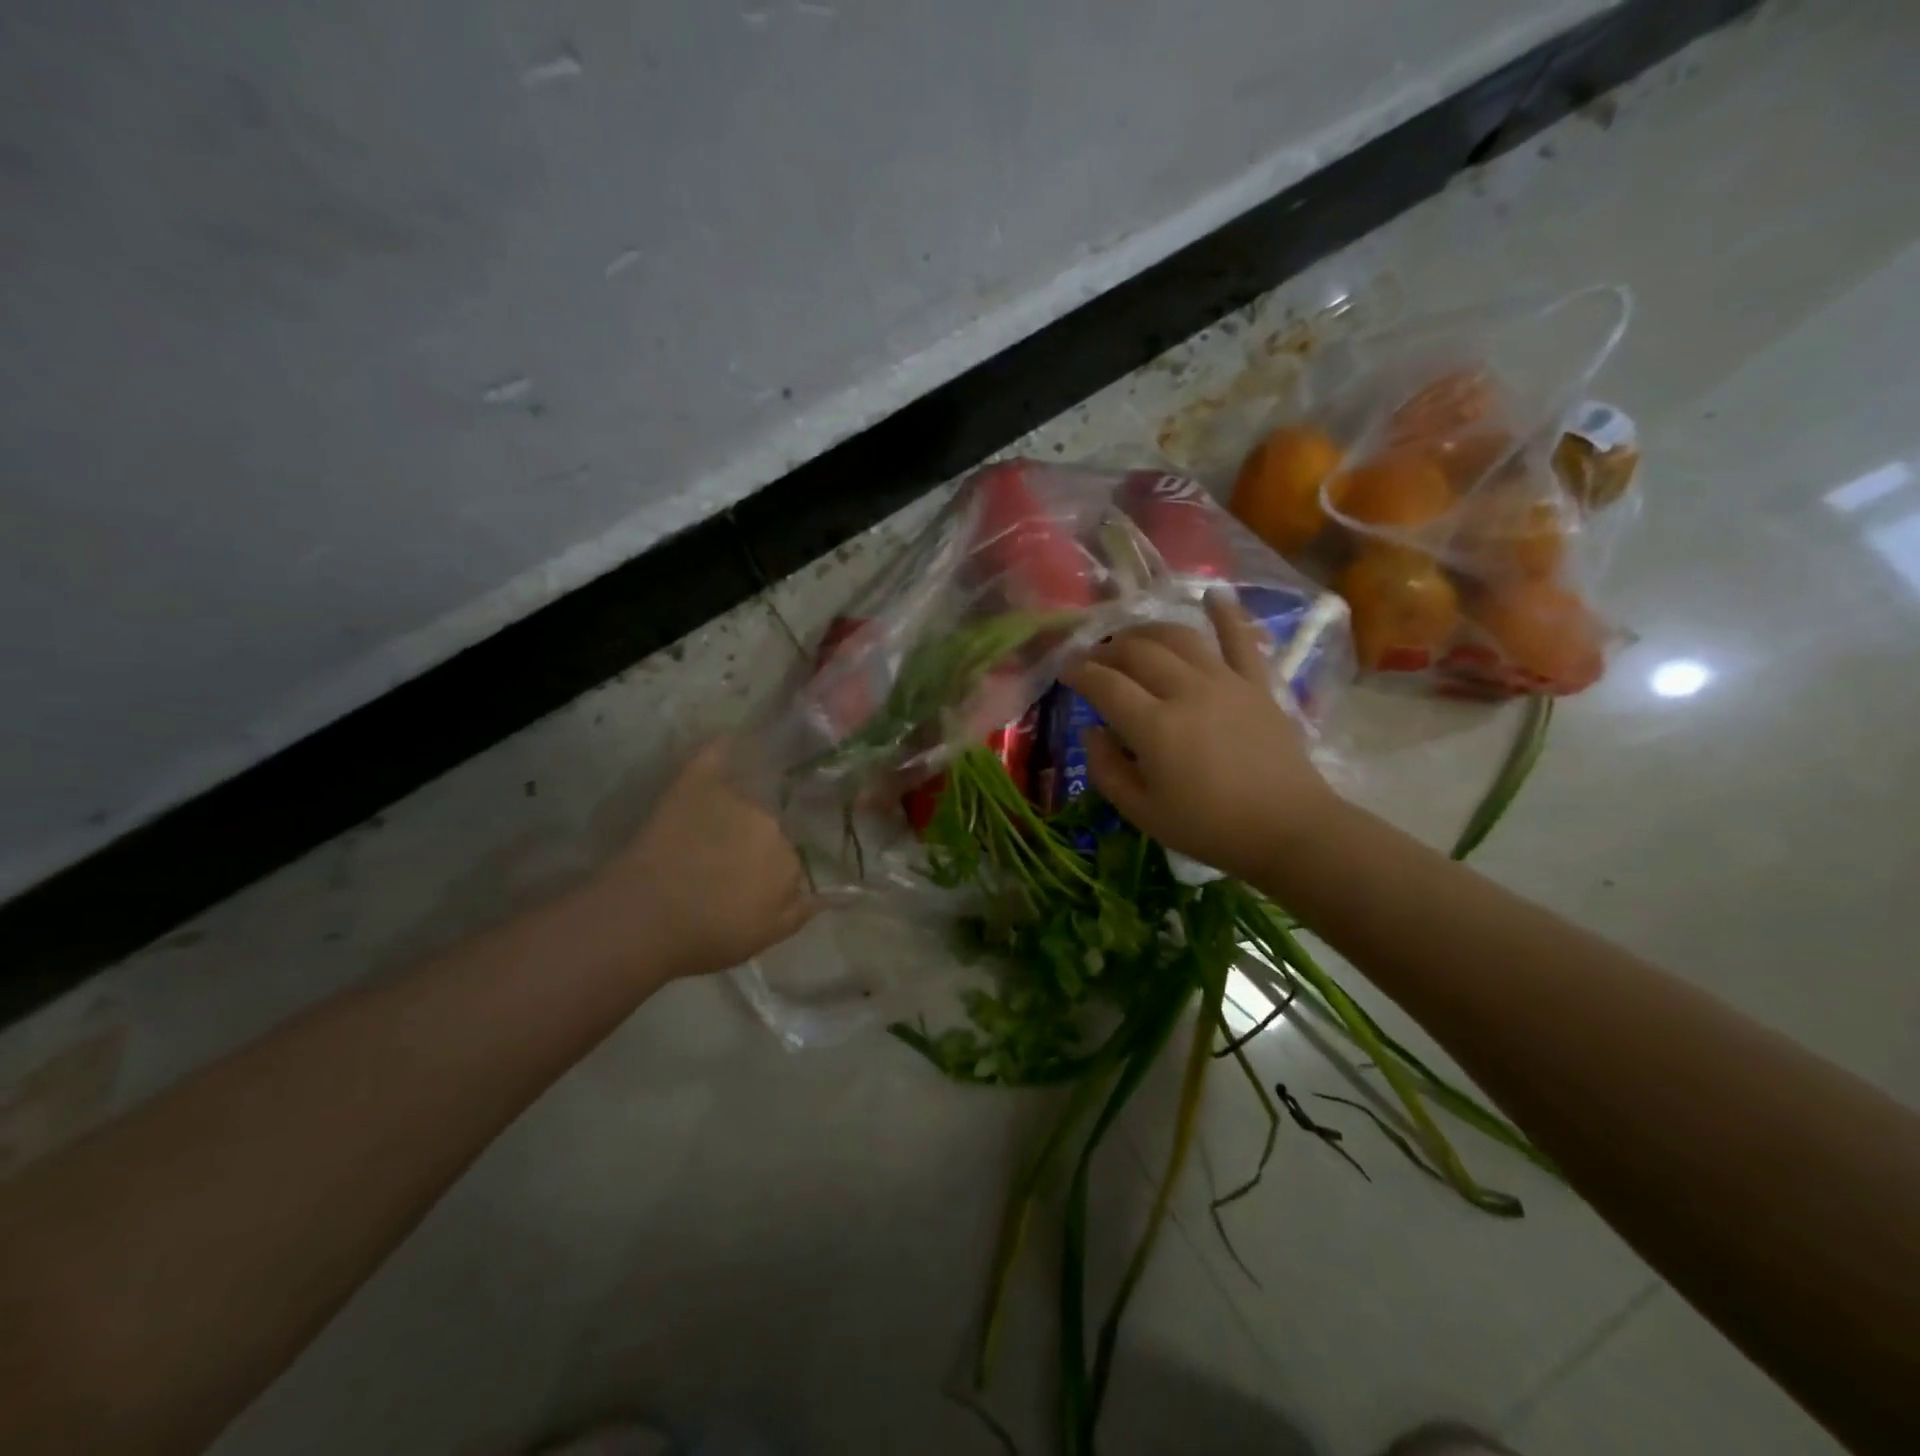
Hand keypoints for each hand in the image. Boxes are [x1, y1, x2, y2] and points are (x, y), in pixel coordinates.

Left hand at [584, 741, 816, 980]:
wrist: (645, 918)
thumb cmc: (709, 934)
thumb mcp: (767, 935)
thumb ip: (803, 910)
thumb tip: (836, 894)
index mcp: (789, 857)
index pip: (792, 854)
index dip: (772, 868)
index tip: (755, 881)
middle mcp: (769, 820)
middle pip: (772, 820)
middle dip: (758, 835)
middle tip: (732, 855)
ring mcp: (733, 797)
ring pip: (749, 792)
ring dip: (745, 799)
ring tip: (724, 814)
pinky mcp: (696, 783)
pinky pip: (716, 754)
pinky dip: (723, 747)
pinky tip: (729, 739)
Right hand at [1059, 594, 1340, 882]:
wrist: (1288, 830)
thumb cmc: (1209, 828)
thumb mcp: (1142, 813)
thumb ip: (1106, 770)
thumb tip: (1093, 732)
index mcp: (1154, 726)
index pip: (1105, 685)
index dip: (1079, 674)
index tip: (1066, 672)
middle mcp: (1186, 691)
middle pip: (1137, 652)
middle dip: (1107, 650)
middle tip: (1094, 659)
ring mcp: (1226, 681)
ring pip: (1179, 637)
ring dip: (1148, 631)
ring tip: (1132, 638)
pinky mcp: (1257, 683)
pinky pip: (1240, 638)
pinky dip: (1225, 613)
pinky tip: (1213, 594)